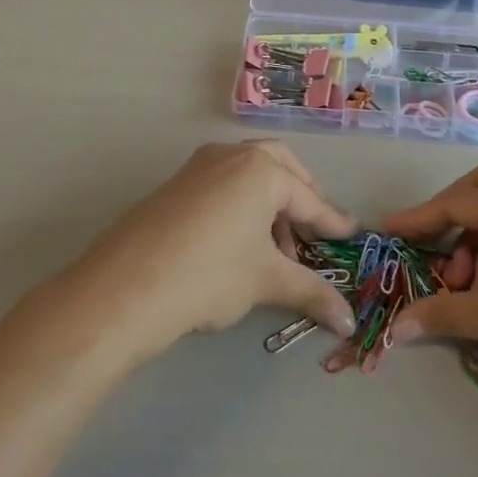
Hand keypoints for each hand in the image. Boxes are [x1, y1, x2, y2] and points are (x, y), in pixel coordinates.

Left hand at [75, 141, 359, 361]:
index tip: (352, 235)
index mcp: (261, 169)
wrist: (124, 289)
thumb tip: (348, 320)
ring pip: (247, 174)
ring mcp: (198, 167)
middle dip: (300, 197)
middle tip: (310, 231)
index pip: (309, 199)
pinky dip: (240, 205)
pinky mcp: (174, 185)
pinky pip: (221, 185)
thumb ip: (311, 293)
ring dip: (269, 204)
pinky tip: (236, 244)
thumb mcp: (266, 281)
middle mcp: (231, 155)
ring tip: (273, 251)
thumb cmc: (209, 275)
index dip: (332, 223)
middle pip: (279, 167)